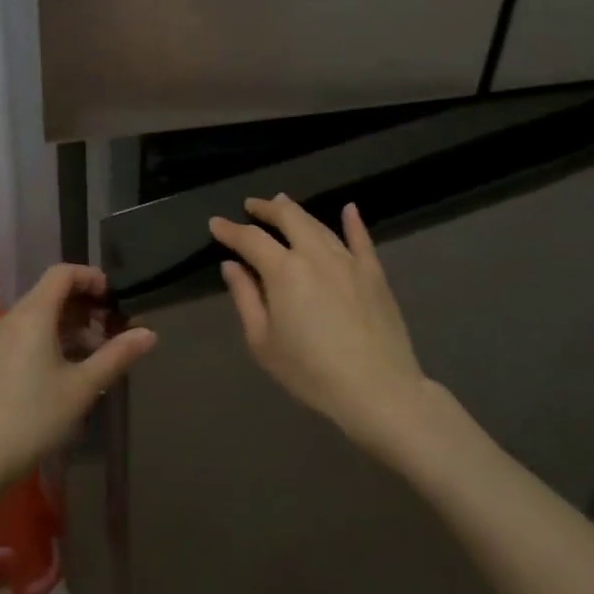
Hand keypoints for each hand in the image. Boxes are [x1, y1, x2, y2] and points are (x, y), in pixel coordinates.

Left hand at [0, 264, 155, 492]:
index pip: (63, 273)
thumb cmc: (32, 418)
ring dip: (71, 326)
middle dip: (86, 305)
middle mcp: (13, 318)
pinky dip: (53, 339)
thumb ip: (116, 356)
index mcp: (33, 314)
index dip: (91, 278)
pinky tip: (69, 371)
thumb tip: (150, 333)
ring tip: (97, 356)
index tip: (115, 300)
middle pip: (52, 292)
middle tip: (113, 331)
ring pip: (40, 316)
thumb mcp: (81, 387)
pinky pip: (28, 334)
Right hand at [210, 197, 426, 450]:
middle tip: (251, 205)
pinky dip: (353, 222)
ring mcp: (348, 261)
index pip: (250, 239)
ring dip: (297, 212)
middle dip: (266, 208)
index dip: (229, 230)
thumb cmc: (311, 372)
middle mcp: (315, 255)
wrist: (378, 390)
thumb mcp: (263, 342)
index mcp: (283, 271)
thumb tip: (231, 265)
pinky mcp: (374, 273)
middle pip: (288, 218)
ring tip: (283, 204)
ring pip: (319, 225)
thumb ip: (245, 298)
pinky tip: (349, 209)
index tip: (215, 223)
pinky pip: (362, 239)